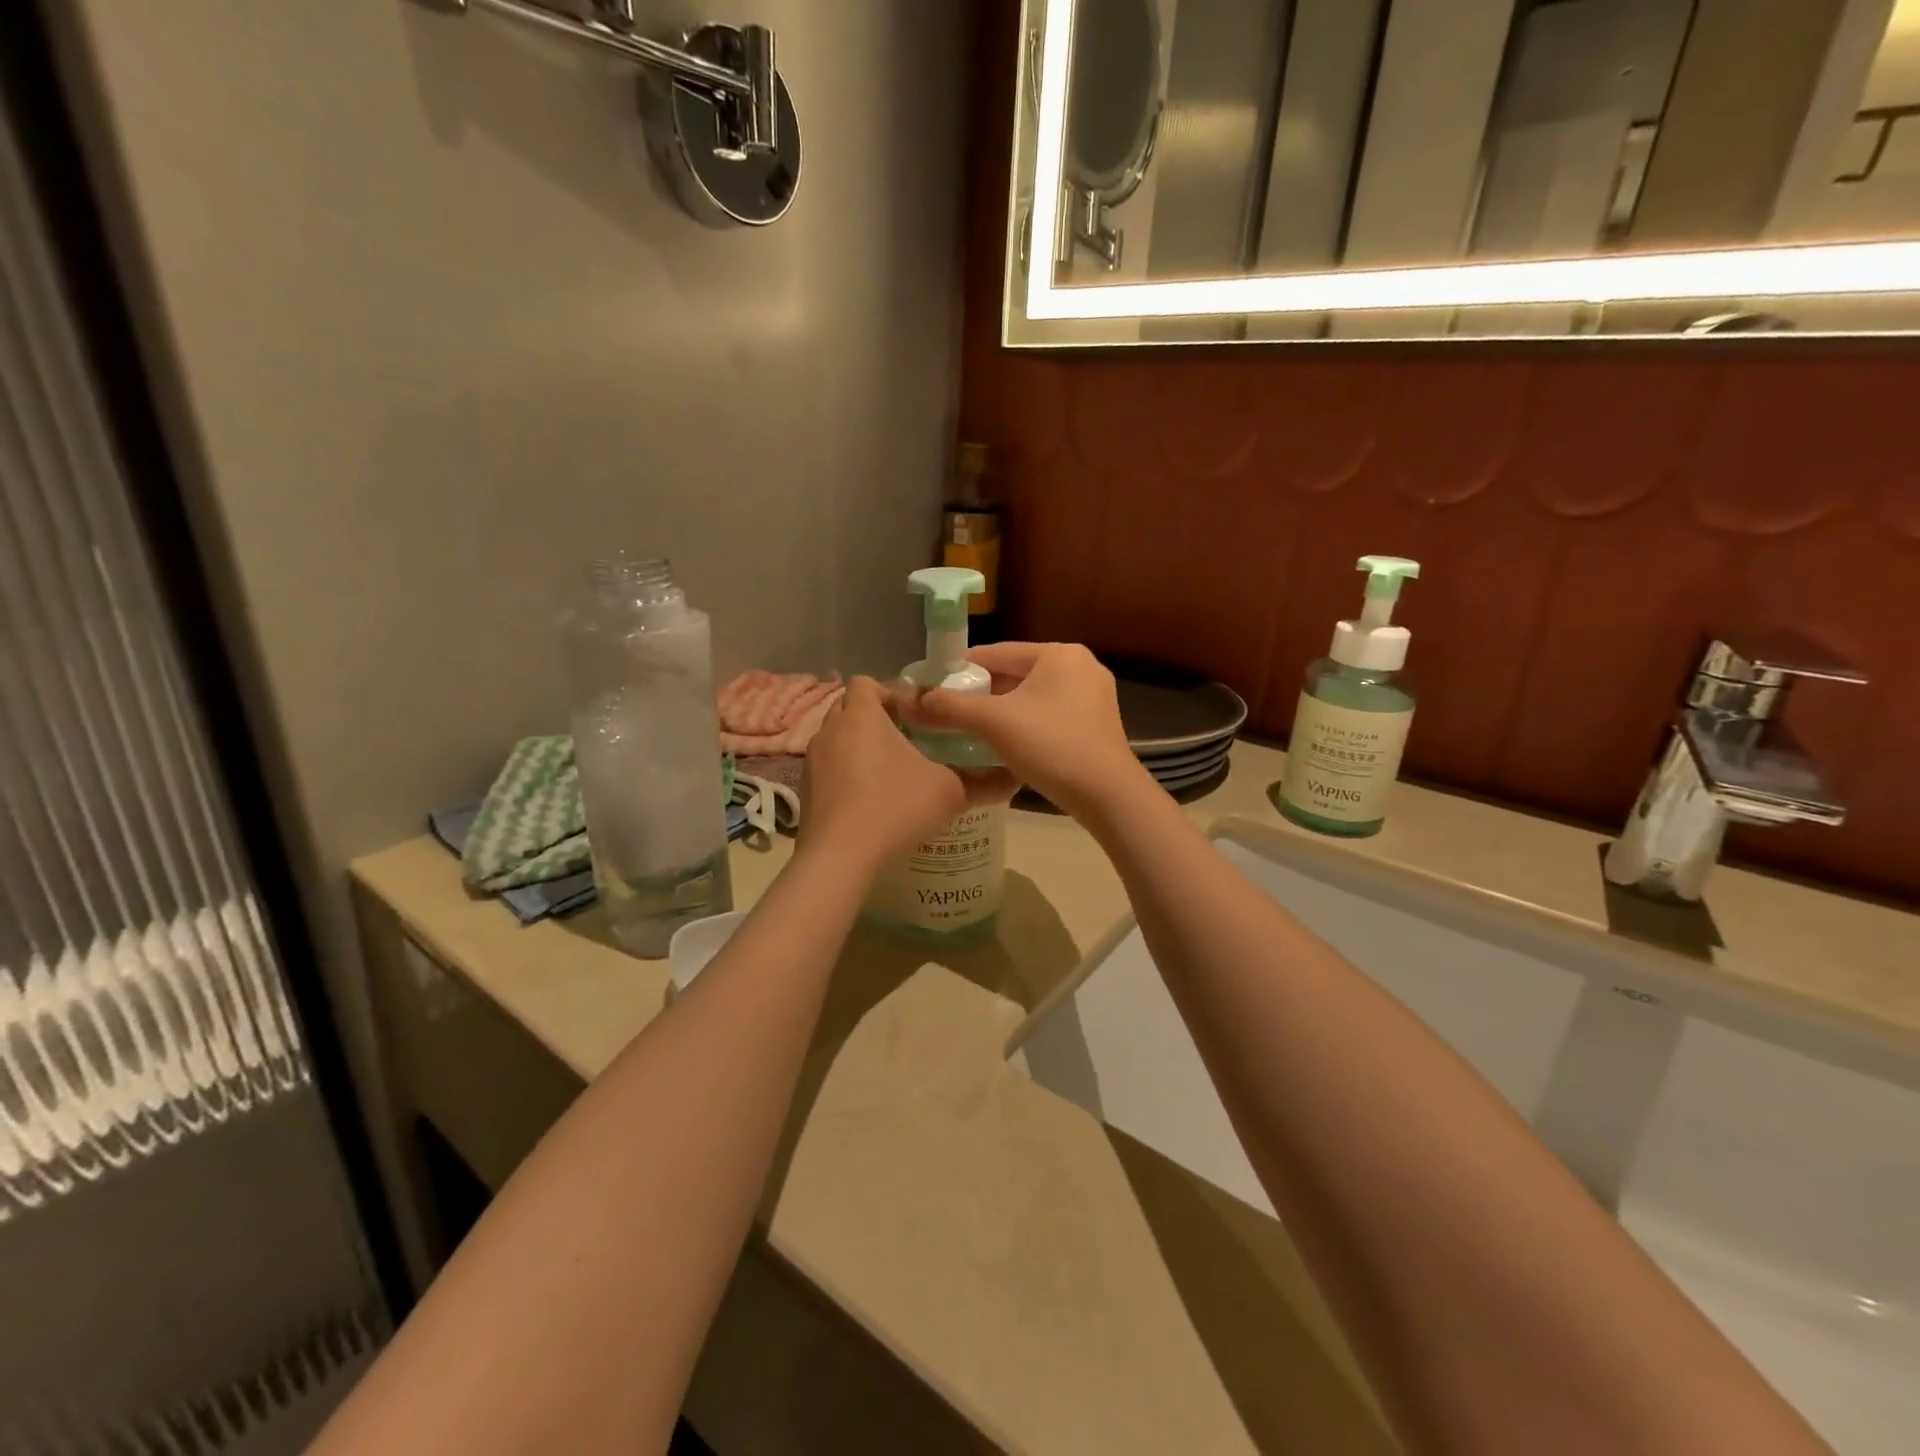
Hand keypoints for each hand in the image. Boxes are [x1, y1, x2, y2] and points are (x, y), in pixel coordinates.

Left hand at [800, 677, 1006, 875]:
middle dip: (876, 717)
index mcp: (863, 716)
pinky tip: (869, 799)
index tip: (917, 715)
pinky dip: (846, 773)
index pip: (868, 682)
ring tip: (889, 771)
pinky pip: (828, 767)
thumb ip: (982, 783)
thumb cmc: (895, 807)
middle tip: (907, 739)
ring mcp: (813, 760)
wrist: (840, 856)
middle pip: (850, 707)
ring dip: (859, 746)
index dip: (891, 692)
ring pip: (837, 738)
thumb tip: (1013, 780)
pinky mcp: (807, 789)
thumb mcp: (949, 793)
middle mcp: (831, 729)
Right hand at [906, 643, 1147, 820]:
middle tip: (949, 712)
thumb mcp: (993, 723)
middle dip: (982, 692)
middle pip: (1016, 674)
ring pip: (1033, 696)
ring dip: (1003, 711)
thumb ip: (950, 707)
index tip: (933, 685)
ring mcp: (1094, 696)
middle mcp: (1081, 666)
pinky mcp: (1098, 723)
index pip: (997, 652)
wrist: (1106, 794)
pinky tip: (1006, 743)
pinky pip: (1050, 714)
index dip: (961, 668)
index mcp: (1058, 653)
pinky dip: (1026, 724)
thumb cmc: (1050, 745)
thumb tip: (911, 699)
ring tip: (971, 730)